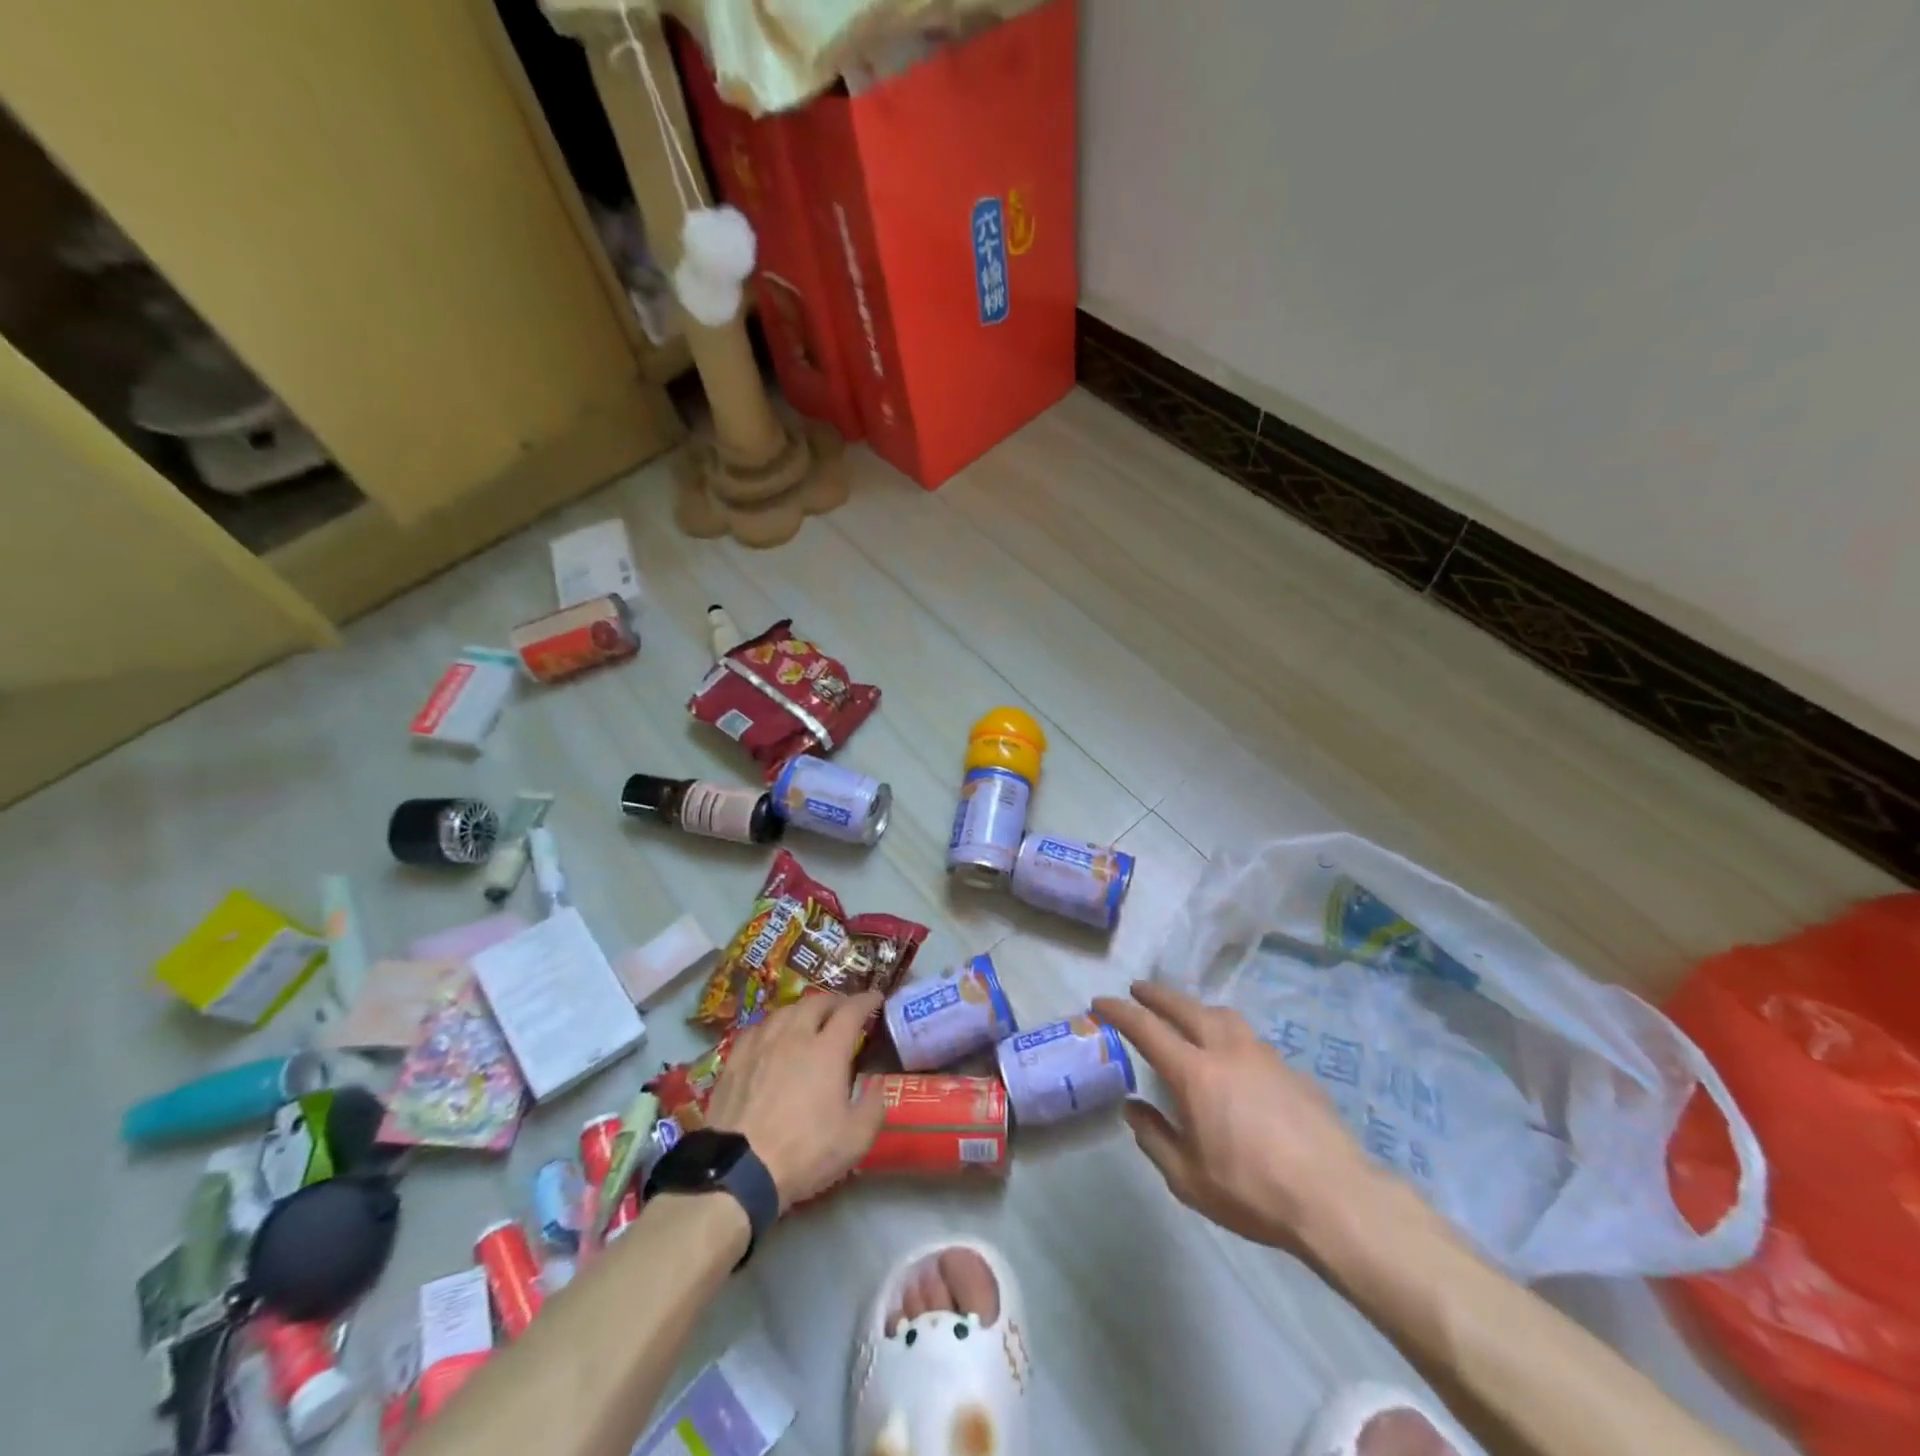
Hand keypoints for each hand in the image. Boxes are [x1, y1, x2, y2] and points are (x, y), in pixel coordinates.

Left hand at [704, 992, 887, 1207]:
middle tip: (843, 1009)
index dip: (866, 1000)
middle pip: (816, 1002)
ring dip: (803, 1009)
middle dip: (835, 1001)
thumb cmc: (804, 1153)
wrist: (738, 1172)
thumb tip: (876, 1082)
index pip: (851, 1011)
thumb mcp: (855, 1139)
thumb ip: (874, 1106)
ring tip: (809, 1019)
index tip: (875, 998)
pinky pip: (757, 1028)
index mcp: (827, 1050)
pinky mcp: (735, 1060)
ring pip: (785, 1011)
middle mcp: (794, 1036)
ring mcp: (761, 1045)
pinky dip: (773, 1025)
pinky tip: (772, 1035)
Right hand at [1093, 980, 1397, 1252]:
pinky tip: (1235, 1061)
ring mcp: (1264, 1056)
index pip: (1146, 1028)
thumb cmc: (1253, 1192)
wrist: (1337, 1200)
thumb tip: (1133, 1108)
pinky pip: (1251, 1040)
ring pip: (1223, 1016)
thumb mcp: (1188, 1179)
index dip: (1119, 1010)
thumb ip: (1154, 1138)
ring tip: (1187, 1016)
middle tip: (1138, 990)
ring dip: (1197, 1008)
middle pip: (1185, 1007)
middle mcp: (1227, 1051)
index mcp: (1195, 1073)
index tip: (1100, 1002)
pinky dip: (1230, 1036)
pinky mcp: (1292, 1071)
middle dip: (1157, 995)